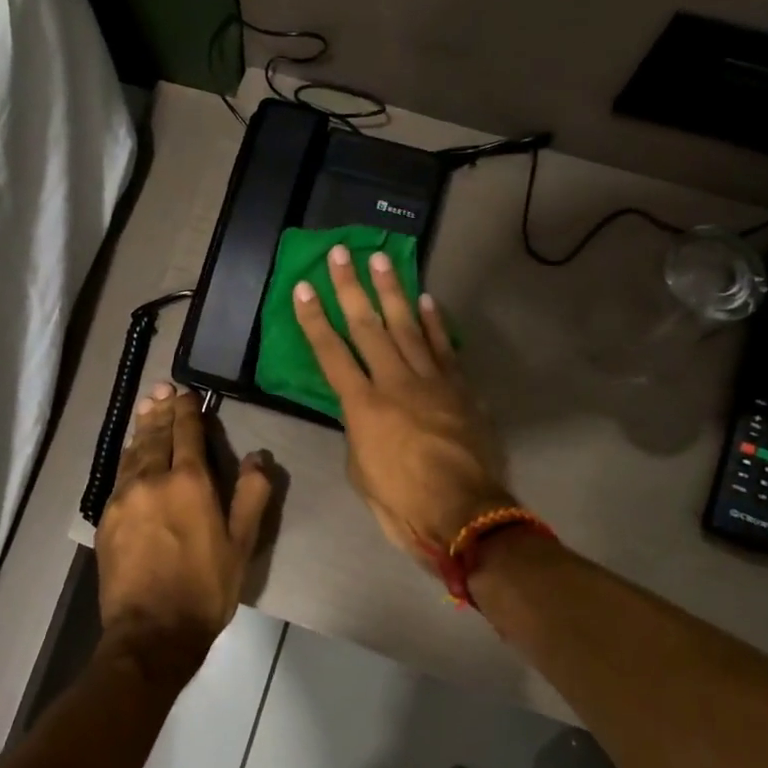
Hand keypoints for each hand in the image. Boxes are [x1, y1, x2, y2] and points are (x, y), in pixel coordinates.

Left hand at [96, 384, 272, 669]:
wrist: (151, 631)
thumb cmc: (205, 588)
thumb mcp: (242, 544)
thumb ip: (251, 495)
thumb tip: (258, 456)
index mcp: (190, 482)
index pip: (187, 433)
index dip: (188, 410)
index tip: (188, 394)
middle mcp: (153, 479)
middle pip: (156, 435)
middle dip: (161, 410)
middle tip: (162, 389)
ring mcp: (125, 496)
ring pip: (134, 451)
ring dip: (142, 427)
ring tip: (146, 408)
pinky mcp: (107, 516)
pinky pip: (119, 474)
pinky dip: (128, 456)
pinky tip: (131, 453)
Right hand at [293, 247, 510, 561]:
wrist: (465, 515)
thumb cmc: (403, 503)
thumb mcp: (360, 471)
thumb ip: (357, 432)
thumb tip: (362, 414)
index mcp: (363, 406)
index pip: (330, 353)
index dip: (314, 319)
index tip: (302, 287)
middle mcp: (394, 382)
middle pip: (367, 326)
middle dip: (350, 287)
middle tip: (341, 252)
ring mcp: (431, 381)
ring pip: (407, 326)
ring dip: (392, 290)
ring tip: (381, 259)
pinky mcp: (459, 388)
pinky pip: (444, 347)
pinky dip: (434, 322)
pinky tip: (425, 299)